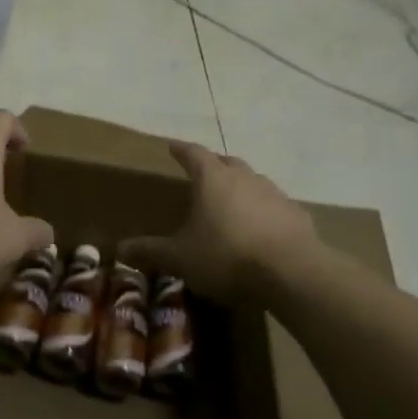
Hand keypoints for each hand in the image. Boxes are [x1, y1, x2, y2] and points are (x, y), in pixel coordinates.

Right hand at [119, 142, 319, 304]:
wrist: (292, 272)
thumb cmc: (227, 256)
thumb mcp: (181, 258)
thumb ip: (152, 251)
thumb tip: (120, 249)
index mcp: (213, 179)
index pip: (193, 154)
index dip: (181, 150)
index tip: (172, 146)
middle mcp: (244, 178)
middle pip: (226, 162)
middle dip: (214, 165)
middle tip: (203, 173)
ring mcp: (274, 194)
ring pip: (254, 181)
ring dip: (241, 187)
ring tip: (232, 202)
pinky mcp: (297, 215)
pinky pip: (276, 206)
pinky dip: (265, 211)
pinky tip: (263, 229)